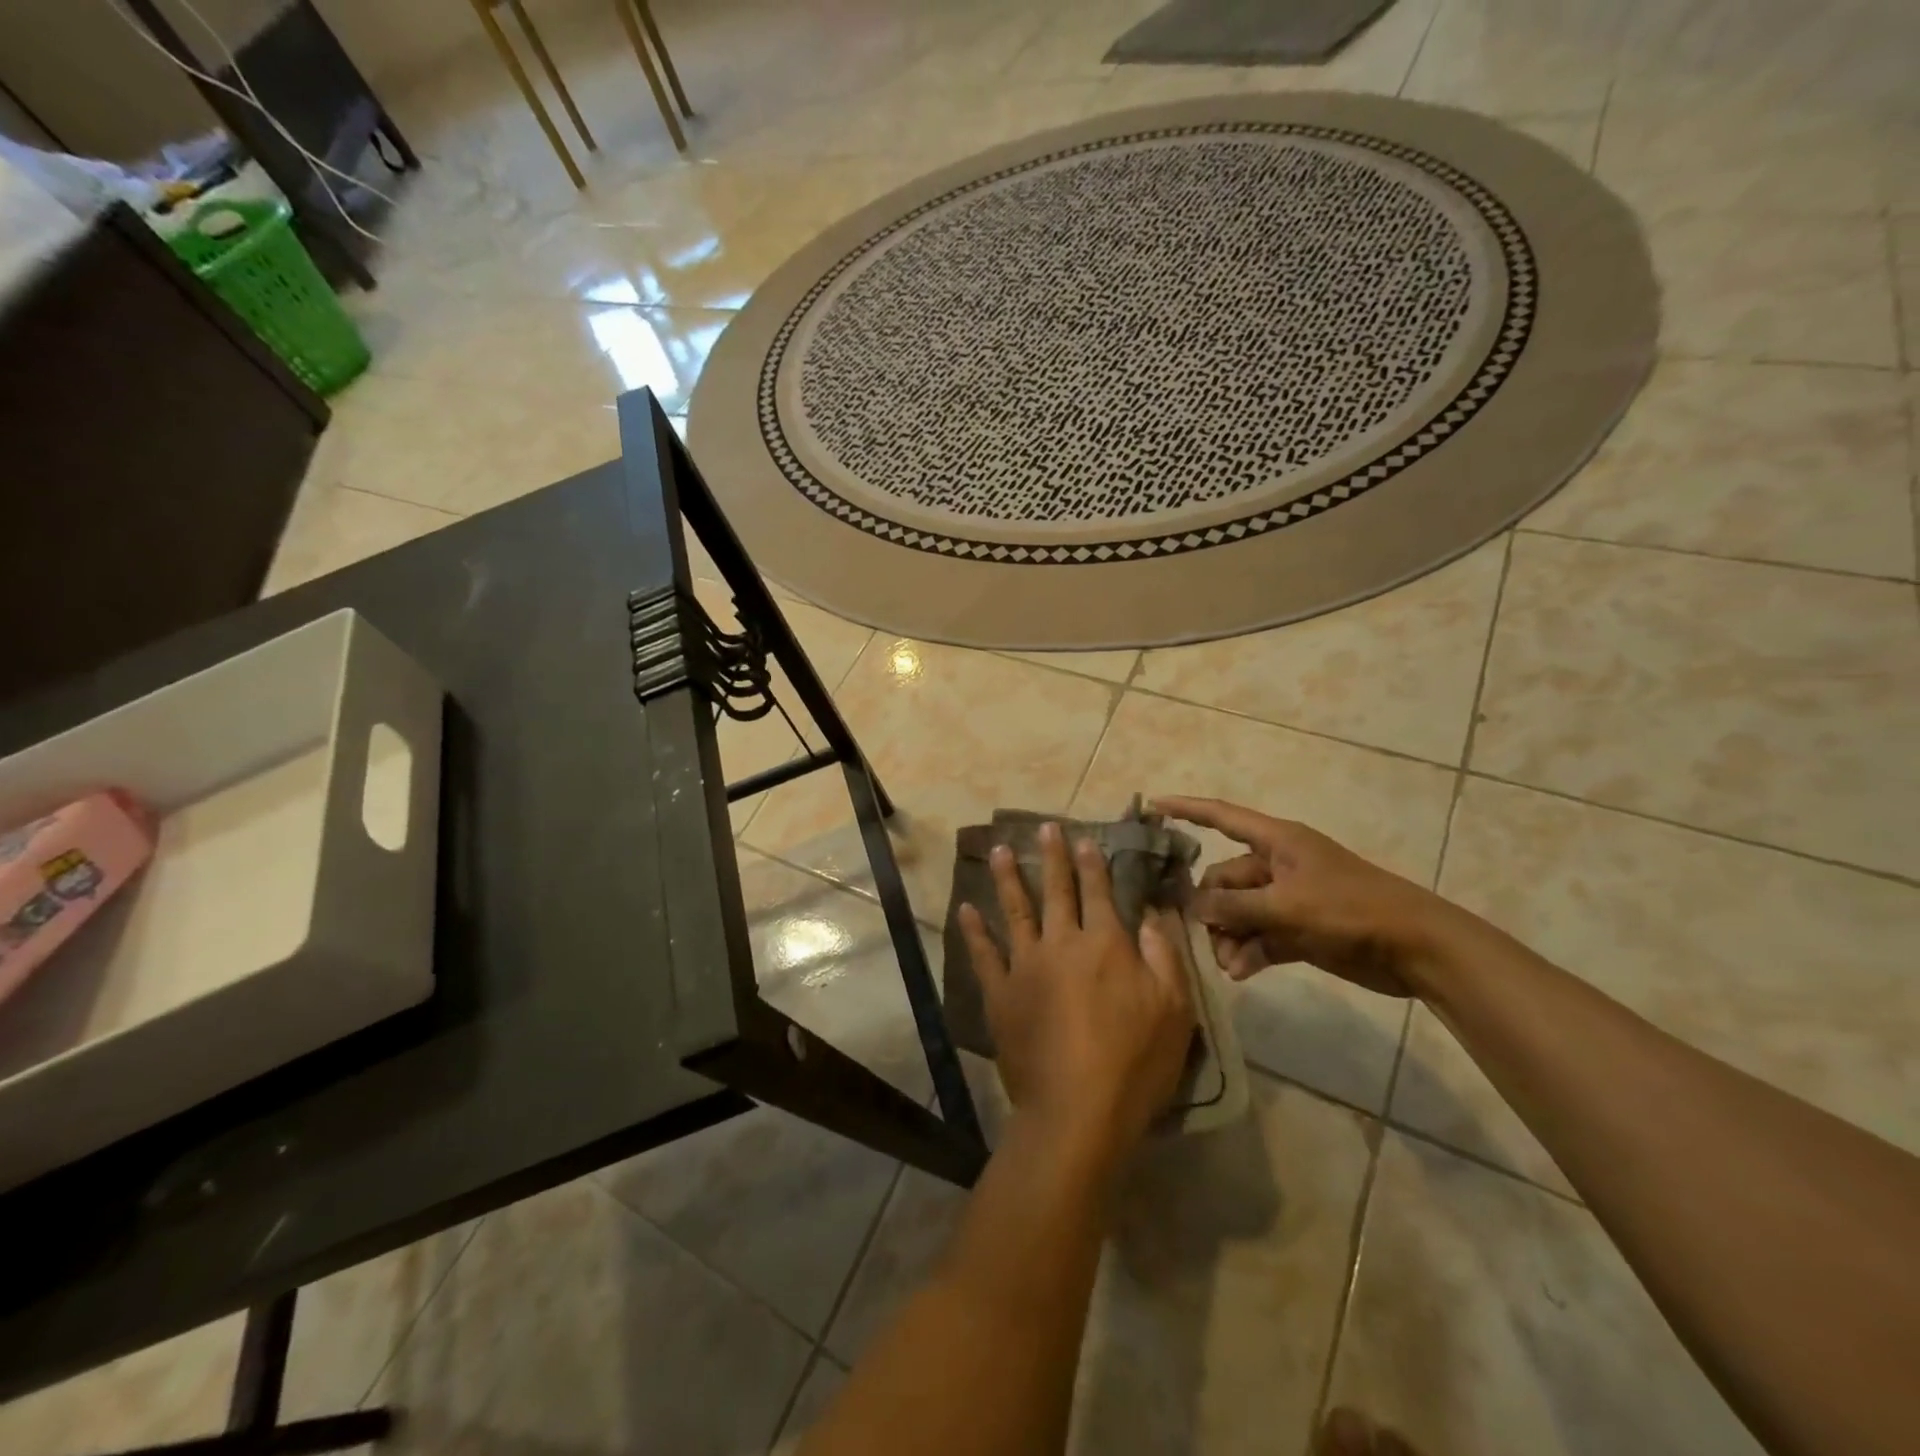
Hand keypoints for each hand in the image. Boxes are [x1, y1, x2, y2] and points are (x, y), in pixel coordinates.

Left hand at [959, 822, 1194, 1172]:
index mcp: (1105, 944)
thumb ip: (1165, 955)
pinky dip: (973, 931)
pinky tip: (965, 909)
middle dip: (1051, 856)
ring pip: (1015, 910)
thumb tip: (1153, 913)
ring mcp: (1025, 966)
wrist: (1077, 1110)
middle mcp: (1062, 943)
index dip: (1092, 863)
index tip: (1083, 838)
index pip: (1099, 892)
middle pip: (1056, 890)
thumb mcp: (1175, 1010)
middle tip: (1043, 827)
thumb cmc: (1135, 1062)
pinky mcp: (1000, 993)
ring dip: (1007, 878)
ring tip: (999, 850)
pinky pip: (983, 954)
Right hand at [1152, 797, 1452, 998]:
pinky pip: (1259, 936)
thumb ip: (1235, 905)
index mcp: (1277, 842)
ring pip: (1239, 911)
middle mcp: (1277, 866)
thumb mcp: (1287, 905)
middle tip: (1204, 936)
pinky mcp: (1299, 930)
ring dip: (1229, 936)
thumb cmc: (1351, 910)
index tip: (1152, 806)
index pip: (1222, 817)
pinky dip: (1248, 952)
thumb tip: (1193, 906)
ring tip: (1227, 963)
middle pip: (1225, 878)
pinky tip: (1240, 972)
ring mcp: (1288, 899)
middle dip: (1211, 906)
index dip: (1187, 809)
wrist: (1416, 948)